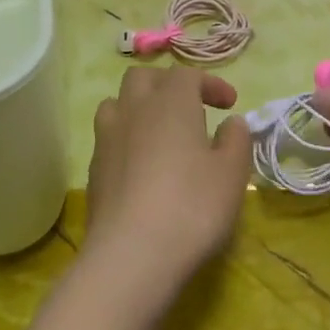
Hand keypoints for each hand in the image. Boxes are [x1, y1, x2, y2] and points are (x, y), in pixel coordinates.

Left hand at [83, 66, 253, 288]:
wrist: (132, 255)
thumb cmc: (193, 207)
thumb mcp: (232, 174)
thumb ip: (236, 140)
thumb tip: (231, 123)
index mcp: (171, 103)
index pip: (187, 74)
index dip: (210, 83)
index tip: (229, 106)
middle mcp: (133, 111)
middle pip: (143, 78)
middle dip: (168, 86)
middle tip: (192, 110)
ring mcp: (107, 139)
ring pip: (117, 103)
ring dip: (140, 108)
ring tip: (161, 133)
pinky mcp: (94, 170)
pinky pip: (109, 137)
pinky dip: (127, 138)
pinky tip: (143, 166)